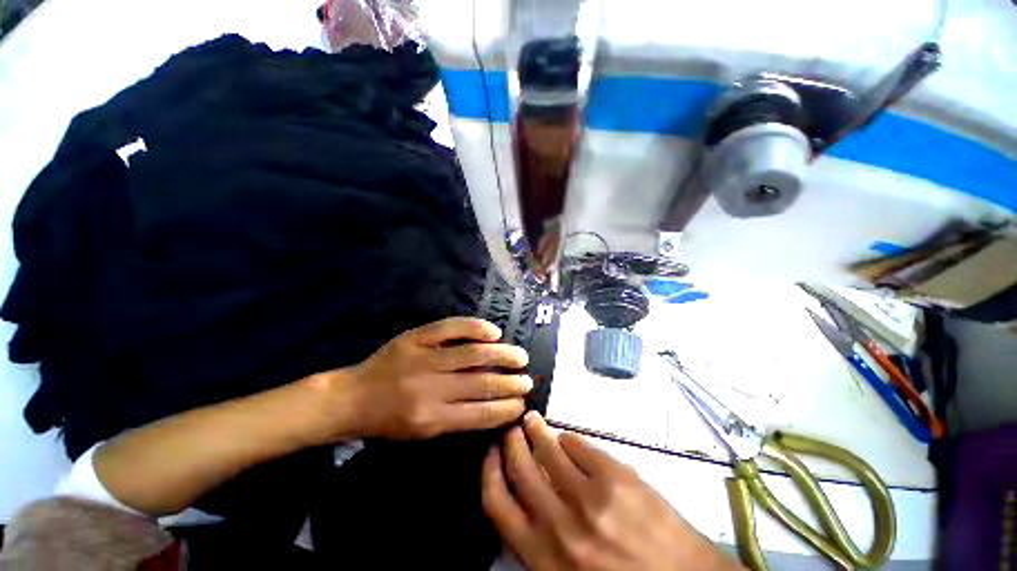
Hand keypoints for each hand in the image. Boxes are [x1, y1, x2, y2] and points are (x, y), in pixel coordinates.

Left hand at [325, 317, 531, 439]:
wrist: (352, 397)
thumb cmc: (388, 421)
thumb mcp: (422, 433)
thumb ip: (457, 419)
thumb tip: (493, 406)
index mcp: (431, 419)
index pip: (480, 413)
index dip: (506, 408)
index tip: (522, 404)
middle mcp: (431, 388)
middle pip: (481, 383)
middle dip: (511, 383)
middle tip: (527, 380)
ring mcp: (424, 358)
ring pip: (473, 354)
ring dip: (502, 355)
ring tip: (520, 357)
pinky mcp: (417, 337)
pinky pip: (452, 327)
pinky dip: (476, 328)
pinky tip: (494, 332)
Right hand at [482, 412, 743, 570]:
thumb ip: (540, 542)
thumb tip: (523, 499)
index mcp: (544, 557)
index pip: (498, 504)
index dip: (490, 471)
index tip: (491, 453)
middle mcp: (560, 525)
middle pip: (521, 467)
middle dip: (512, 442)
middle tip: (511, 428)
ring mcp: (590, 497)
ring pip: (549, 449)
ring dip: (536, 430)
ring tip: (531, 420)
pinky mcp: (617, 476)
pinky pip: (580, 445)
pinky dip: (569, 439)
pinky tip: (567, 439)